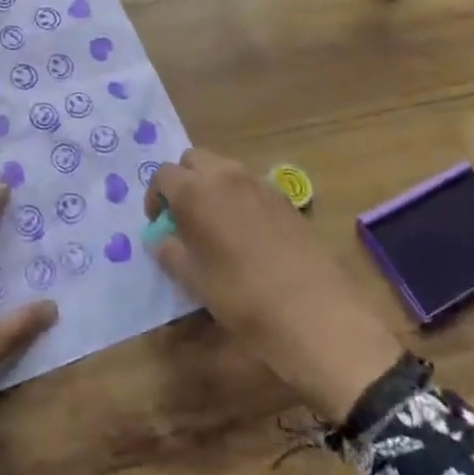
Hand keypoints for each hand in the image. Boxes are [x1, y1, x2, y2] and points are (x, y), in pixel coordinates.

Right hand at [145, 149, 402, 422]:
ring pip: (224, 168)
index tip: (160, 225)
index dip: (156, 197)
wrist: (318, 315)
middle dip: (183, 181)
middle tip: (184, 218)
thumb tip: (161, 238)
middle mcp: (227, 176)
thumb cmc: (244, 299)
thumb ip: (170, 252)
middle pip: (194, 160)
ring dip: (211, 186)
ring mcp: (260, 184)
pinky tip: (245, 234)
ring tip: (214, 226)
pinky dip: (238, 197)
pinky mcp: (285, 198)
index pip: (163, 174)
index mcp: (197, 192)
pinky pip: (250, 184)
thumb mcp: (196, 281)